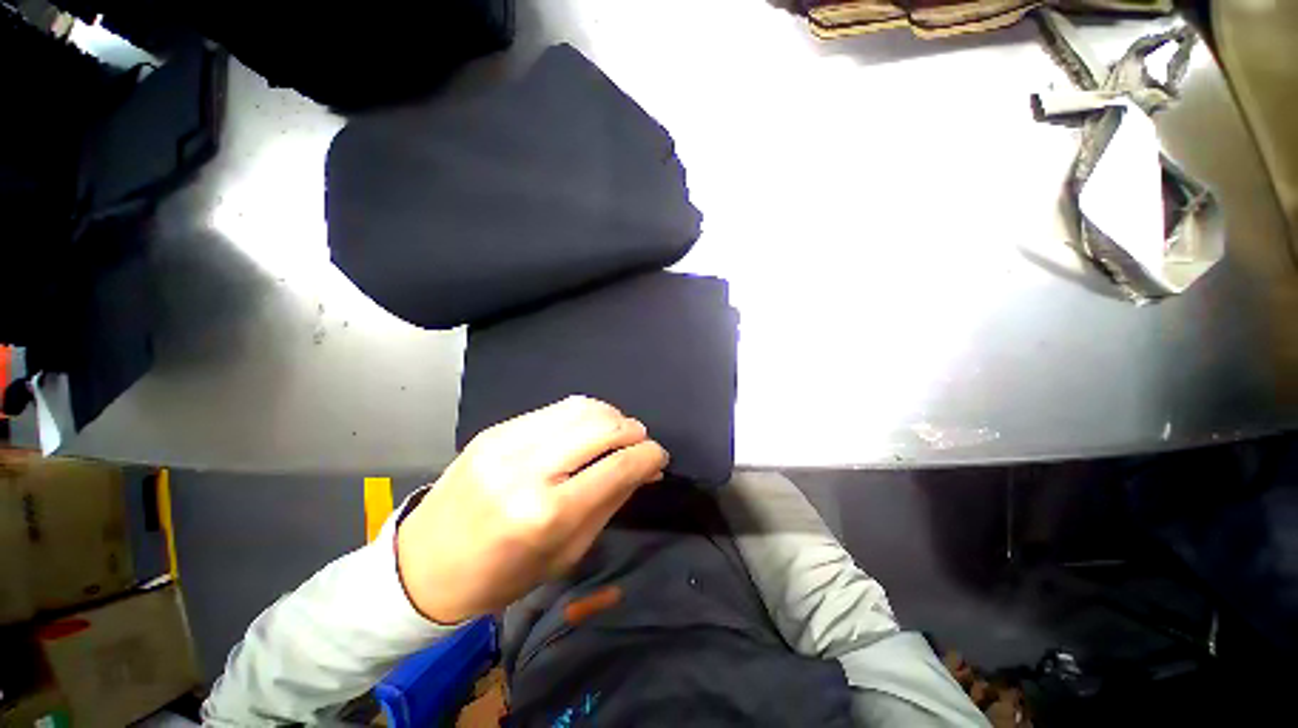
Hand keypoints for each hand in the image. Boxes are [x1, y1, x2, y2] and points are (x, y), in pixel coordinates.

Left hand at [396, 396, 668, 623]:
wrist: (425, 565)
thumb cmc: (503, 574)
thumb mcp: (567, 552)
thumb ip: (612, 501)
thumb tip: (646, 468)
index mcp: (548, 513)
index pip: (619, 465)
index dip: (649, 455)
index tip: (659, 457)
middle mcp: (529, 468)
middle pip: (603, 426)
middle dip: (634, 431)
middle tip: (641, 443)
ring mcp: (508, 442)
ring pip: (581, 407)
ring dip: (611, 416)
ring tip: (618, 432)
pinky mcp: (497, 429)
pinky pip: (555, 409)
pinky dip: (583, 414)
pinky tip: (587, 429)